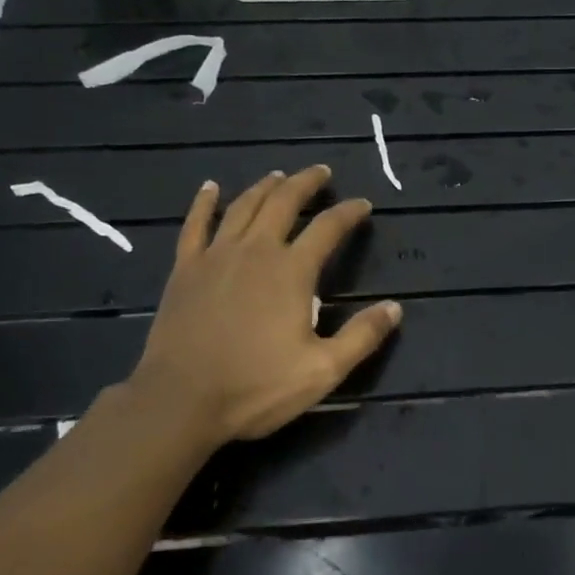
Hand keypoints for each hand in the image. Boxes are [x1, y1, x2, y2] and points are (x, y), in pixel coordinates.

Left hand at [125, 165, 401, 446]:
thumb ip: (361, 336)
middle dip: (306, 183)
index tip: (363, 205)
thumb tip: (395, 308)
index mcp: (292, 271)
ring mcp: (216, 256)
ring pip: (244, 206)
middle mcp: (256, 250)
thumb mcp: (322, 370)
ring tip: (279, 175)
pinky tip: (210, 187)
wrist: (180, 401)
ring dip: (265, 186)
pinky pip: (195, 225)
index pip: (328, 227)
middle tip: (321, 172)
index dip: (349, 212)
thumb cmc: (255, 387)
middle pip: (284, 202)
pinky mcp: (185, 269)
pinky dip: (204, 202)